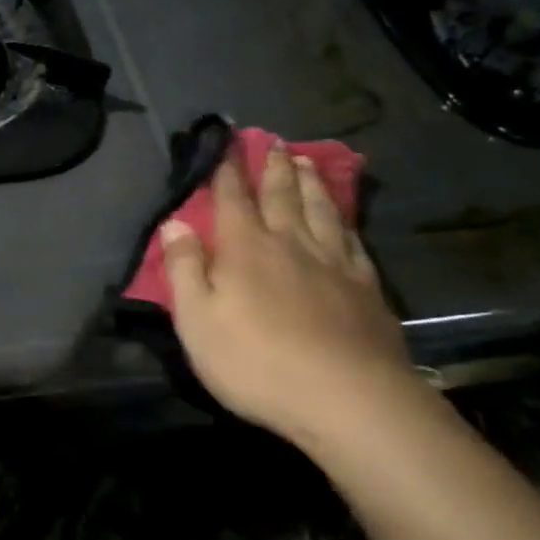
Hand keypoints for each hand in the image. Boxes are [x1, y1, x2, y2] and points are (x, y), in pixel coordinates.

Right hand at [161, 145, 417, 449]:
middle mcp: (290, 243)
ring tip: (306, 161)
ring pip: (320, 210)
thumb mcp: (197, 322)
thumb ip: (184, 269)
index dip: (227, 170)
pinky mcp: (366, 287)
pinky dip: (344, 221)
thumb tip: (174, 224)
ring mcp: (333, 263)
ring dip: (311, 183)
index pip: (232, 198)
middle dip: (273, 167)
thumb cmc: (258, 363)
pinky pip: (352, 240)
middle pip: (281, 195)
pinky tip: (344, 218)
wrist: (348, 399)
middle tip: (273, 141)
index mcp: (246, 248)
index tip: (228, 142)